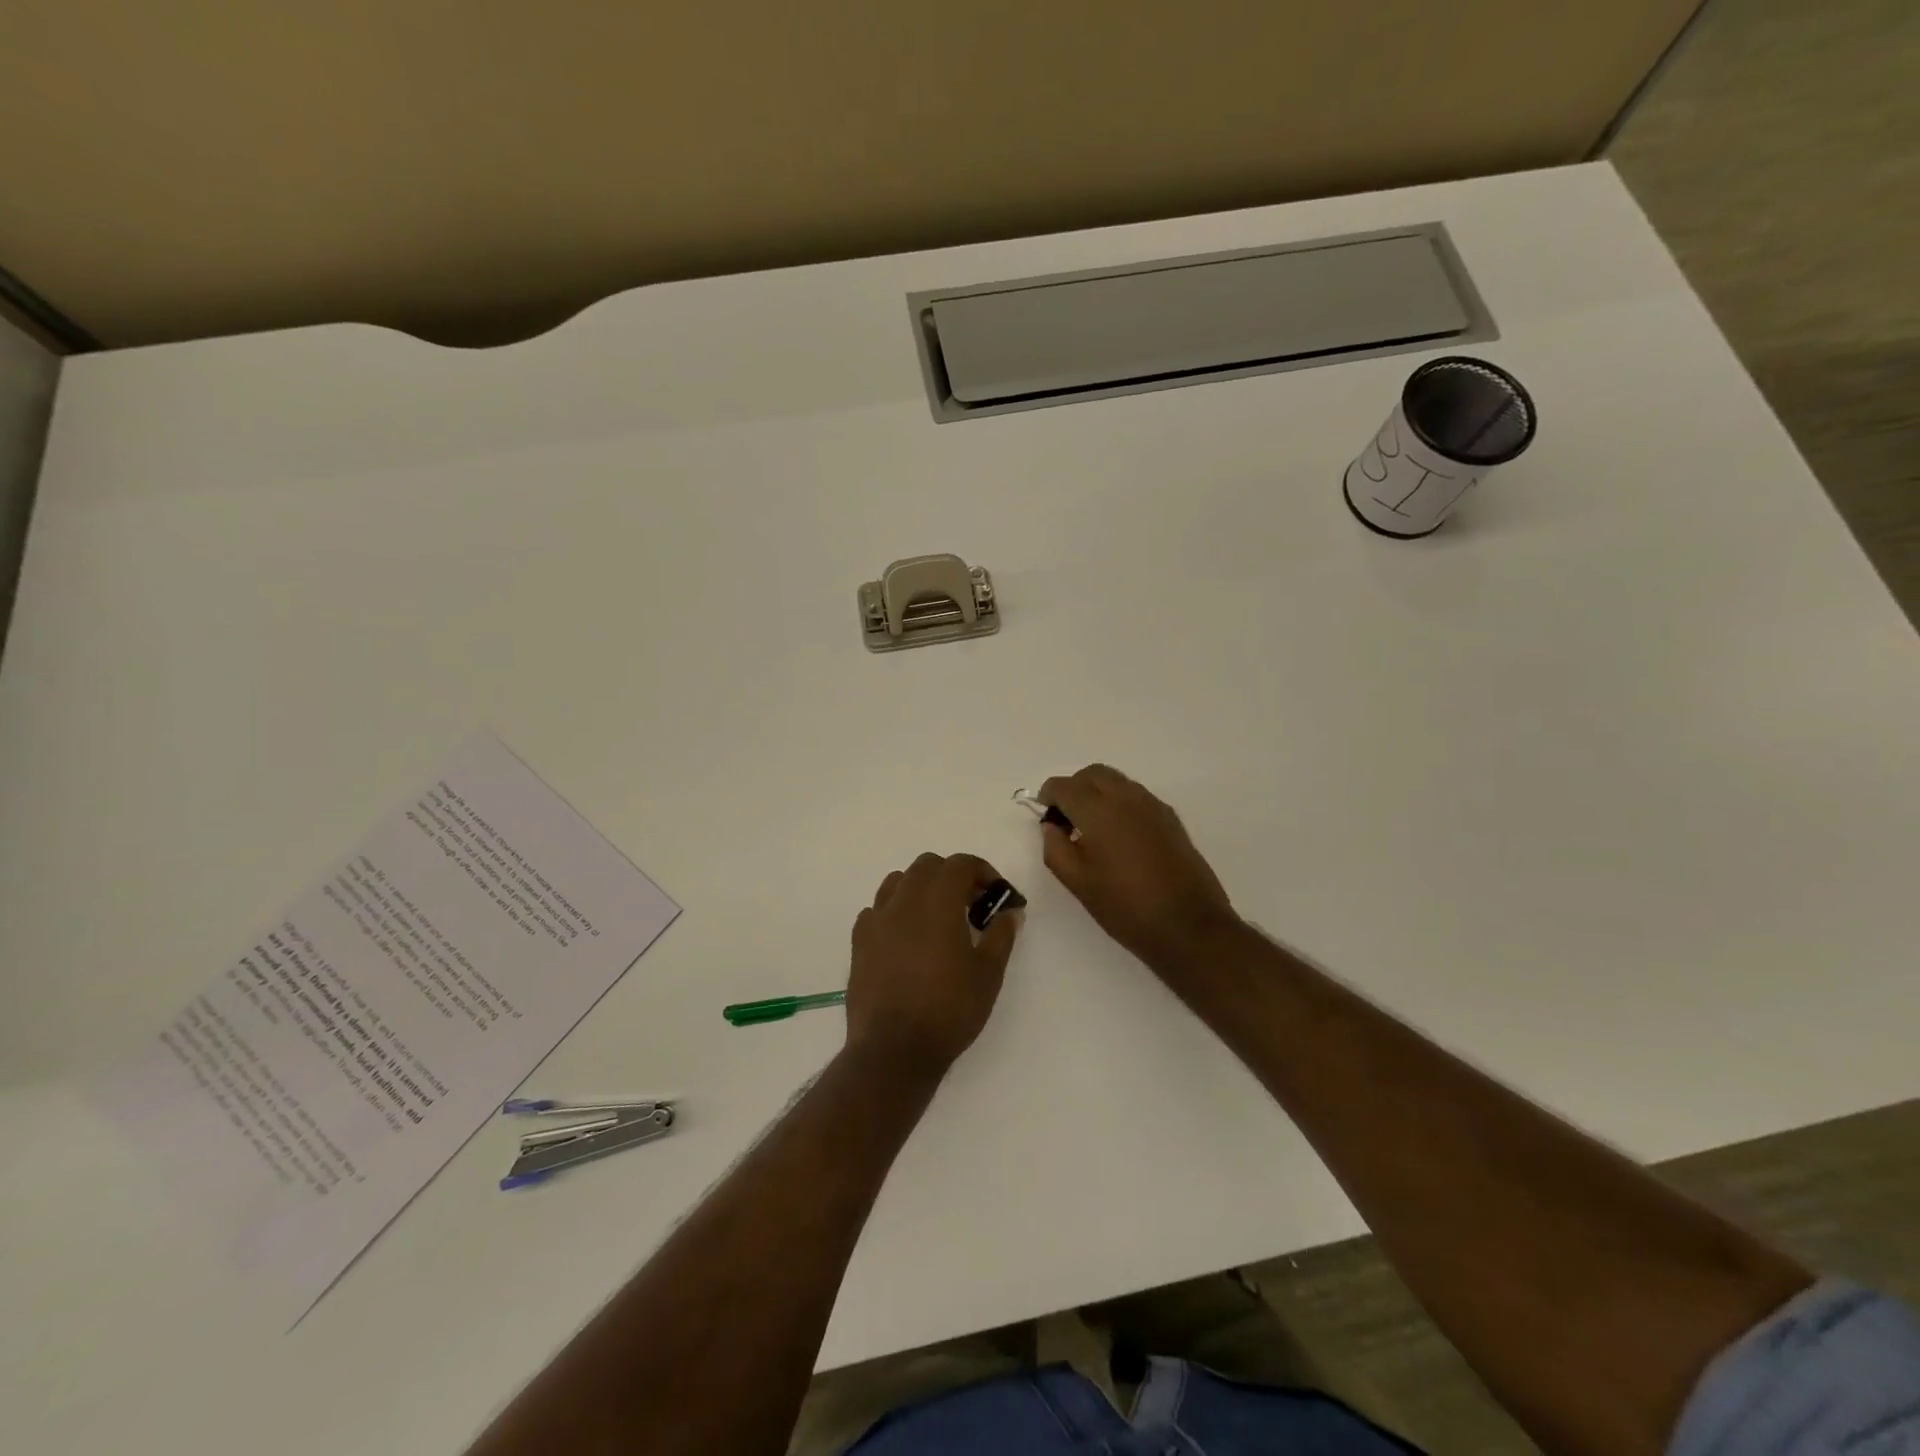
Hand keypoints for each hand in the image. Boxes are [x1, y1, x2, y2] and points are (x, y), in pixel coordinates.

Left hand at [847, 852, 1020, 1078]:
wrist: (893, 1049)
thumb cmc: (949, 1009)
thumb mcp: (988, 974)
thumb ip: (1001, 935)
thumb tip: (1010, 912)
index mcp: (938, 901)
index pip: (961, 864)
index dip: (983, 871)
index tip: (997, 894)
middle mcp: (904, 900)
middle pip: (928, 866)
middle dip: (952, 876)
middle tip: (971, 905)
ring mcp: (877, 919)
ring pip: (898, 881)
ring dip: (921, 888)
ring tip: (936, 918)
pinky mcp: (859, 941)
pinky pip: (877, 910)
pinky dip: (895, 912)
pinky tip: (906, 938)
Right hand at [1039, 765, 1238, 968]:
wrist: (1189, 926)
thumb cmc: (1125, 907)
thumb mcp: (1078, 883)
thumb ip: (1055, 848)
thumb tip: (1051, 826)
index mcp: (1098, 811)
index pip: (1065, 786)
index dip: (1048, 796)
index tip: (1045, 814)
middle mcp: (1126, 798)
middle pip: (1093, 774)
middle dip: (1074, 787)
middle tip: (1066, 817)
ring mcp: (1153, 805)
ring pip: (1117, 781)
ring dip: (1098, 792)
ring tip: (1092, 827)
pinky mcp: (1171, 818)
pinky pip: (1137, 796)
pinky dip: (1120, 802)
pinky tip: (1119, 835)